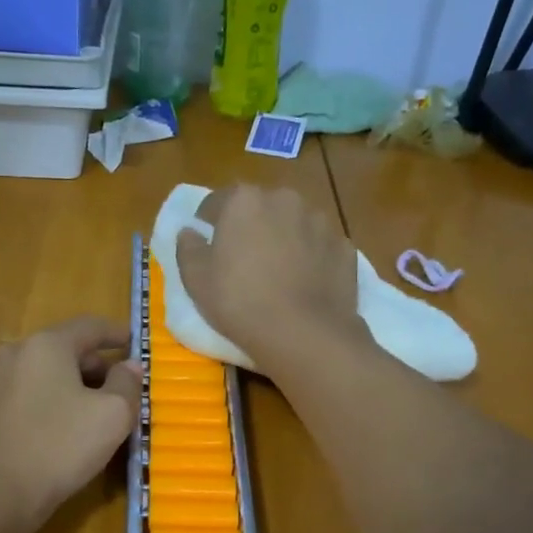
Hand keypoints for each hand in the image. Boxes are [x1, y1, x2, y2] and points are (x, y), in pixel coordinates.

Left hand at [0, 316, 141, 532]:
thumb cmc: (57, 449)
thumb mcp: (112, 417)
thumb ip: (127, 385)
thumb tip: (129, 366)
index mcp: (45, 346)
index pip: (89, 326)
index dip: (116, 333)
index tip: (134, 342)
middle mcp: (11, 354)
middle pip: (61, 351)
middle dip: (93, 366)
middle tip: (117, 389)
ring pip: (38, 376)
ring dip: (67, 388)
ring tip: (87, 415)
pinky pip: (19, 400)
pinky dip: (42, 406)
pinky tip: (52, 434)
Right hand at [176, 185, 363, 372]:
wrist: (304, 333)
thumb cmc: (240, 302)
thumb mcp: (196, 280)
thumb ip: (187, 248)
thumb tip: (189, 231)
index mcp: (244, 200)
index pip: (217, 201)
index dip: (208, 222)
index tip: (207, 245)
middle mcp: (285, 199)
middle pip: (260, 208)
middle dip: (250, 227)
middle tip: (243, 261)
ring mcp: (320, 222)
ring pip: (293, 224)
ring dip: (284, 239)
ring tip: (278, 274)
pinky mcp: (344, 247)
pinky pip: (319, 247)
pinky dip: (312, 258)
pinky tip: (305, 285)